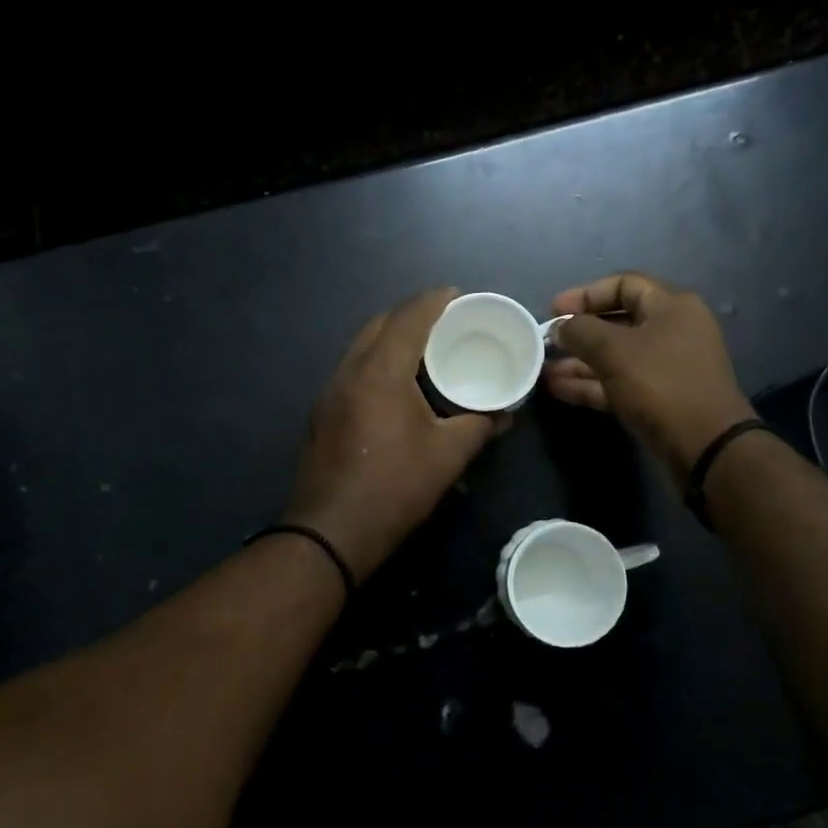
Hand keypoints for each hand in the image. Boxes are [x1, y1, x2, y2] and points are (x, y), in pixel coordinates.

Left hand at [284, 288, 508, 582]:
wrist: (331, 532)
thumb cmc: (394, 487)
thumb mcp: (448, 456)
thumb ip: (480, 426)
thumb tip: (505, 414)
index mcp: (380, 371)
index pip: (408, 317)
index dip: (434, 300)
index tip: (458, 295)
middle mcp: (349, 371)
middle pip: (380, 324)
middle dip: (412, 315)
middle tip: (445, 323)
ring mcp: (330, 392)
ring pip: (362, 347)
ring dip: (391, 338)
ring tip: (424, 349)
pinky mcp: (322, 412)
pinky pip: (353, 369)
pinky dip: (377, 362)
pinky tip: (397, 384)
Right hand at [545, 272, 755, 481]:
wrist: (704, 445)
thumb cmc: (660, 384)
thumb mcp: (614, 350)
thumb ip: (581, 331)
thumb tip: (560, 327)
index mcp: (671, 306)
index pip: (623, 284)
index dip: (585, 294)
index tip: (554, 310)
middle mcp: (672, 331)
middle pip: (617, 322)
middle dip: (579, 333)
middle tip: (545, 342)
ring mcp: (666, 367)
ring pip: (615, 356)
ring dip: (579, 362)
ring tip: (543, 369)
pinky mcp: (658, 399)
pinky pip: (619, 383)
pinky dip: (591, 384)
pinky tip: (558, 388)